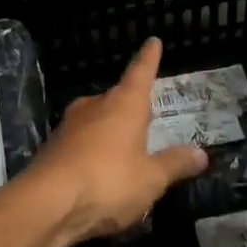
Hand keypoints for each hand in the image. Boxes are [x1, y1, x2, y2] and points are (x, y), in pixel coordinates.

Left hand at [28, 38, 207, 242]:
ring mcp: (69, 127)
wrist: (46, 205)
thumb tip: (201, 153)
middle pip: (117, 100)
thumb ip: (175, 164)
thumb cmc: (108, 182)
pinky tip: (99, 175)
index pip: (141, 72)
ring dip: (111, 134)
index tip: (152, 41)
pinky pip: (81, 146)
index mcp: (124, 105)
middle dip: (131, 108)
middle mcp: (95, 107)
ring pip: (97, 122)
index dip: (149, 58)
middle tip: (147, 119)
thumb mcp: (151, 179)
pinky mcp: (52, 150)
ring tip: (126, 153)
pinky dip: (93, 155)